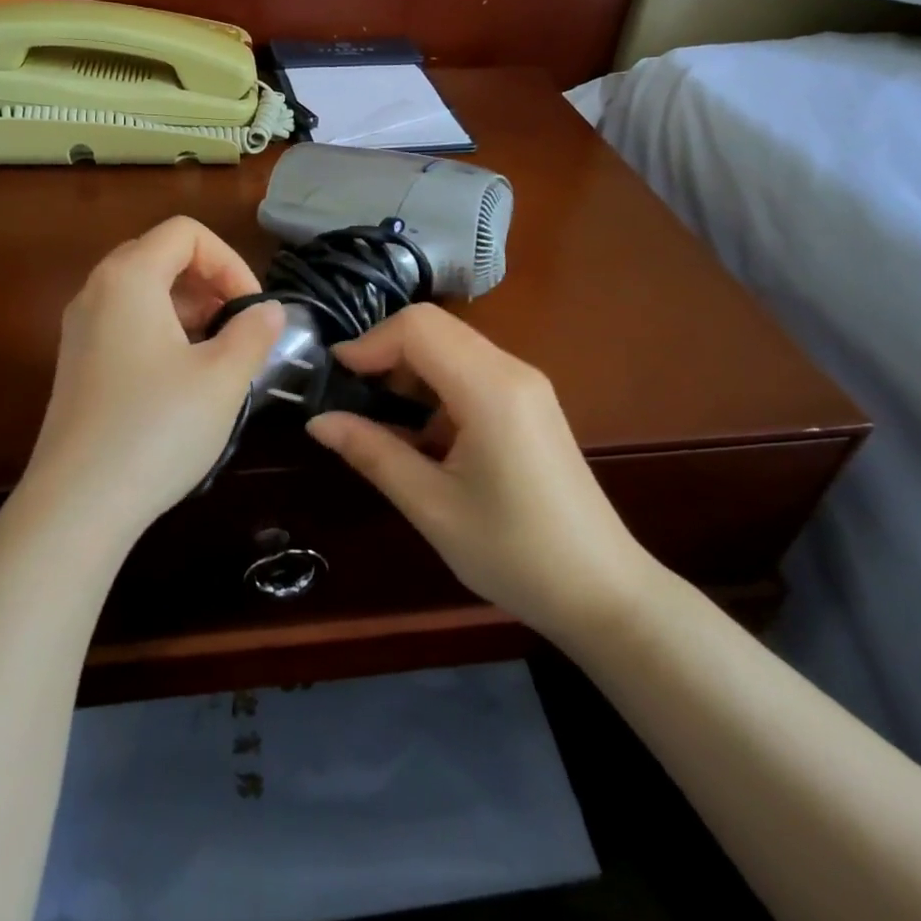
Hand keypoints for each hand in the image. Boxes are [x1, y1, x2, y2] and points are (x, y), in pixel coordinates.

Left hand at [21, 217, 281, 539]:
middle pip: (161, 255)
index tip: (252, 308)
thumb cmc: (156, 429)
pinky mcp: (78, 363)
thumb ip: (253, 332)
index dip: (230, 261)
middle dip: (209, 281)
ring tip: (218, 354)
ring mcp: (80, 328)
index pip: (186, 233)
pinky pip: (126, 323)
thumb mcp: (222, 378)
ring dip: (188, 308)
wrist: (77, 504)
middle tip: (237, 326)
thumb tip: (269, 311)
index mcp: (129, 277)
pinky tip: (184, 378)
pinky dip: (162, 331)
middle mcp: (96, 291)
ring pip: (143, 291)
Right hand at [306, 304, 658, 640]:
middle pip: (435, 328)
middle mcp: (512, 370)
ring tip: (379, 418)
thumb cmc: (513, 553)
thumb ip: (372, 452)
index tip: (335, 379)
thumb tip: (318, 421)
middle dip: (385, 352)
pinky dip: (435, 385)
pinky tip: (421, 432)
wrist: (603, 592)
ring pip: (452, 346)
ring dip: (409, 369)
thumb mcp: (431, 505)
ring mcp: (526, 385)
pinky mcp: (530, 403)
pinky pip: (471, 370)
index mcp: (490, 389)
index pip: (418, 327)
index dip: (369, 343)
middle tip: (351, 397)